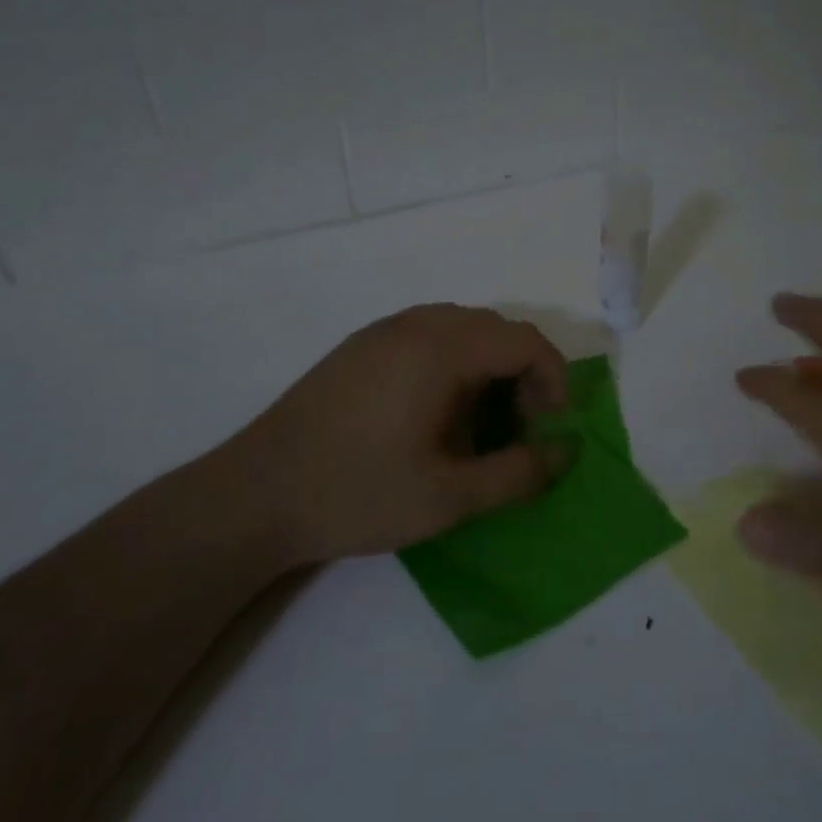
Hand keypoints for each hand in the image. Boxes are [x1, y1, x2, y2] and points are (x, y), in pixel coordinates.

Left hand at [193, 304, 572, 567]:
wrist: (254, 496)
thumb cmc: (358, 493)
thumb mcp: (450, 497)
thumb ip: (519, 472)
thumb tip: (566, 450)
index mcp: (440, 348)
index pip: (525, 340)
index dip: (553, 380)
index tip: (550, 430)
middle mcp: (414, 325)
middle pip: (496, 330)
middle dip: (523, 376)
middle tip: (519, 431)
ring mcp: (381, 332)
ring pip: (461, 330)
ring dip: (488, 370)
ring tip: (479, 426)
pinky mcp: (358, 348)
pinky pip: (427, 338)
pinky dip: (453, 366)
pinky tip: (434, 416)